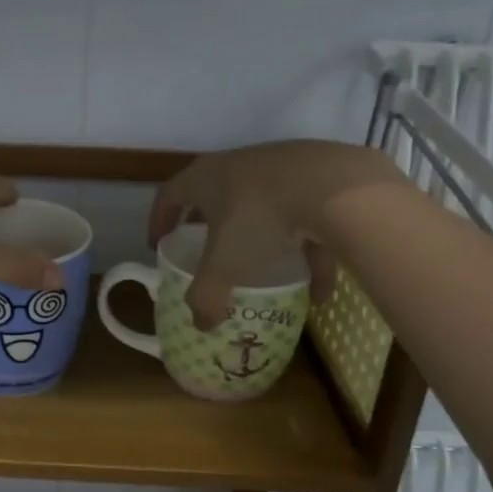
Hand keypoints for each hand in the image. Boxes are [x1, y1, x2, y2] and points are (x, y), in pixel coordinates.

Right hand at [149, 141, 406, 328]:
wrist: (335, 186)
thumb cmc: (260, 218)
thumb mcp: (225, 265)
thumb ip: (207, 296)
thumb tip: (201, 326)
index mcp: (205, 178)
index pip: (169, 195)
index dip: (159, 221)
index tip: (158, 244)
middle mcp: (239, 166)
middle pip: (215, 197)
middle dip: (210, 227)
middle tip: (207, 254)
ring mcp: (282, 169)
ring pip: (264, 208)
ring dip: (263, 242)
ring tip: (267, 275)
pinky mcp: (321, 179)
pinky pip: (308, 220)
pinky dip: (310, 253)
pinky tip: (320, 291)